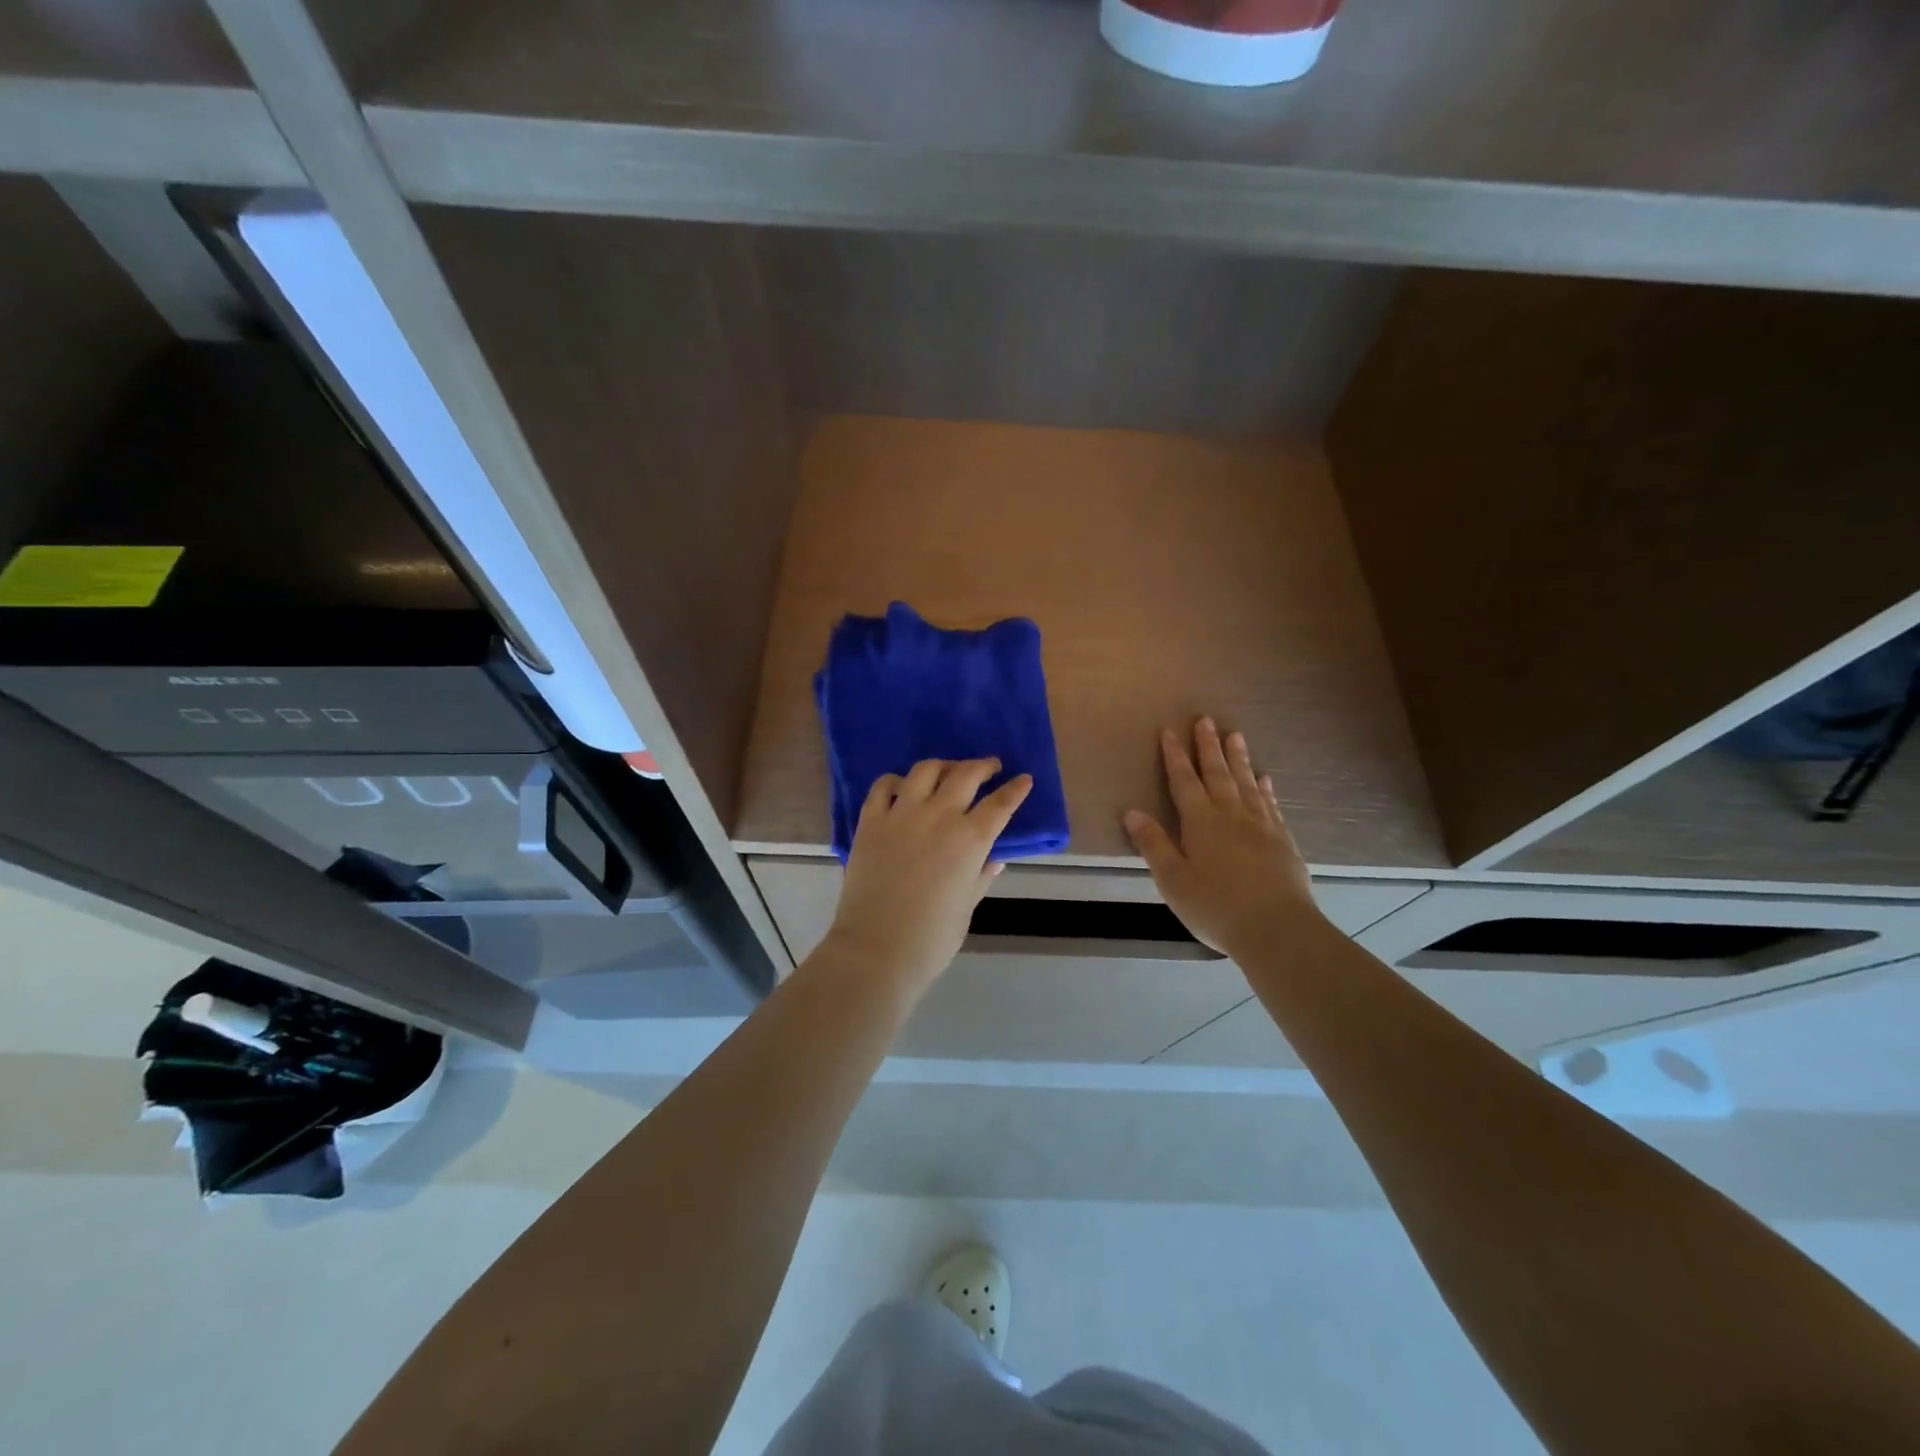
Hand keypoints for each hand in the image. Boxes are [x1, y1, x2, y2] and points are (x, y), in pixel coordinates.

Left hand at [823, 758, 1032, 995]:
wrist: (876, 949)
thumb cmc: (931, 938)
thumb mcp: (966, 907)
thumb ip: (981, 876)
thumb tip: (994, 859)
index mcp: (970, 840)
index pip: (1000, 803)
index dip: (1015, 789)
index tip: (1024, 779)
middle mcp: (939, 816)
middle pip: (966, 775)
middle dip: (983, 766)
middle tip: (990, 766)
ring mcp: (901, 814)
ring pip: (926, 770)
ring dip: (943, 766)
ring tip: (948, 771)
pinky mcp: (871, 821)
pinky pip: (883, 786)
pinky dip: (896, 781)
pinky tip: (902, 787)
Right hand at [1124, 719, 1323, 956]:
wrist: (1277, 928)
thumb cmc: (1216, 906)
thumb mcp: (1173, 880)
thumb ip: (1154, 844)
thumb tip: (1132, 812)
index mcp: (1201, 822)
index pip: (1184, 781)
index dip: (1175, 756)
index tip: (1170, 731)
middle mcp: (1231, 814)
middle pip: (1217, 773)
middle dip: (1208, 746)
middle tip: (1206, 720)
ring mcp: (1261, 825)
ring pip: (1246, 782)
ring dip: (1238, 758)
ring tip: (1235, 735)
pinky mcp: (1282, 840)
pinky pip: (1270, 804)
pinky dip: (1265, 788)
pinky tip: (1264, 779)